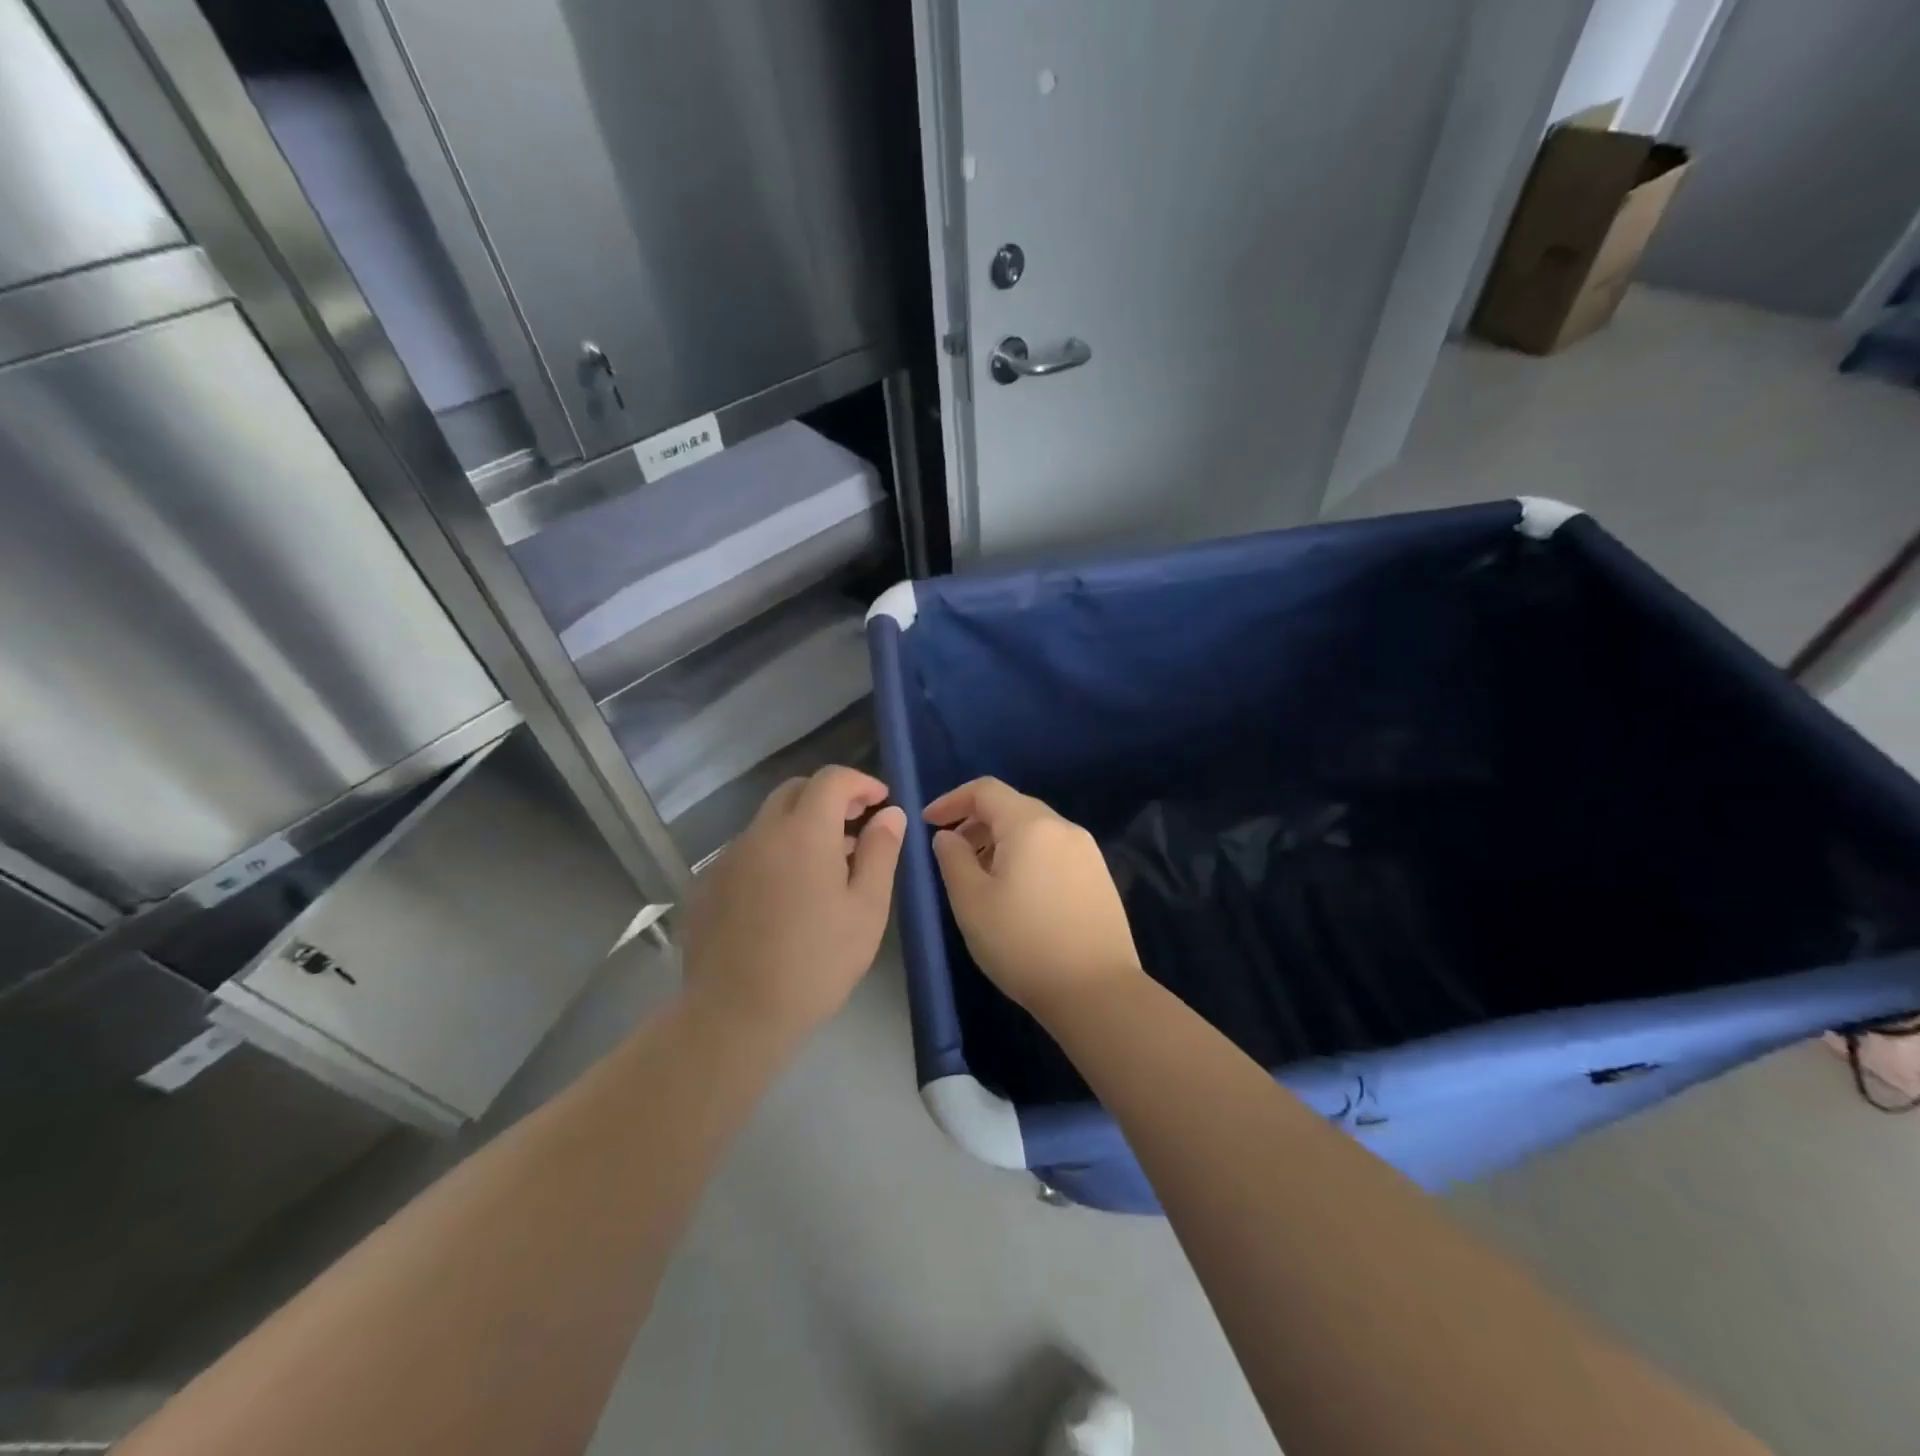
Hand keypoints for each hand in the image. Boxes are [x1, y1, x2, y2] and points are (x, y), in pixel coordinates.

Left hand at [682, 766, 905, 1038]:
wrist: (735, 1015)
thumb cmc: (816, 963)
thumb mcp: (866, 909)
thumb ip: (881, 851)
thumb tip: (890, 813)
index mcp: (803, 832)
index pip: (831, 779)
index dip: (861, 782)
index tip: (881, 803)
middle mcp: (761, 833)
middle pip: (795, 791)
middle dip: (829, 798)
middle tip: (855, 827)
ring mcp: (728, 858)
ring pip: (769, 821)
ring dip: (800, 826)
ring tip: (825, 867)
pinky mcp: (709, 884)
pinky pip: (748, 851)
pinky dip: (774, 853)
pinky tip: (786, 895)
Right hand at [925, 778, 1143, 1020]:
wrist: (1096, 991)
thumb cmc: (1023, 943)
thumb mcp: (972, 902)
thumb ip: (953, 859)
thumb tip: (948, 836)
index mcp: (1031, 825)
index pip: (986, 790)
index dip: (952, 800)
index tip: (929, 823)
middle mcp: (1063, 828)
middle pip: (1012, 807)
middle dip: (976, 822)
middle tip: (952, 853)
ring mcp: (1087, 851)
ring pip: (1034, 830)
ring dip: (1001, 841)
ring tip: (981, 877)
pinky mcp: (1099, 876)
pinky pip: (1054, 851)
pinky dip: (1027, 857)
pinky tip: (1017, 893)